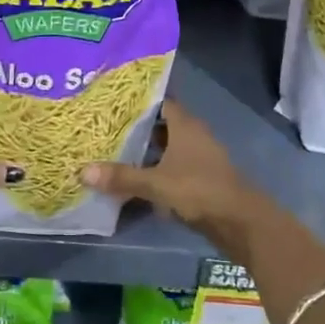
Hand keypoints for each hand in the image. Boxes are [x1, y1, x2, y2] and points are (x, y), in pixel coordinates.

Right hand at [81, 102, 264, 245]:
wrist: (241, 222)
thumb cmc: (199, 190)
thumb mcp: (156, 184)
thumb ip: (122, 177)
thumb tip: (83, 171)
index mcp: (185, 125)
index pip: (160, 101)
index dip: (138, 101)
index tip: (113, 101)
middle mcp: (193, 135)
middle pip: (161, 124)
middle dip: (137, 126)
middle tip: (106, 126)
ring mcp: (199, 157)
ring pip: (167, 147)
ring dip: (146, 150)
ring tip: (114, 151)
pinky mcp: (201, 178)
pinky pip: (173, 166)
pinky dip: (156, 169)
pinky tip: (136, 178)